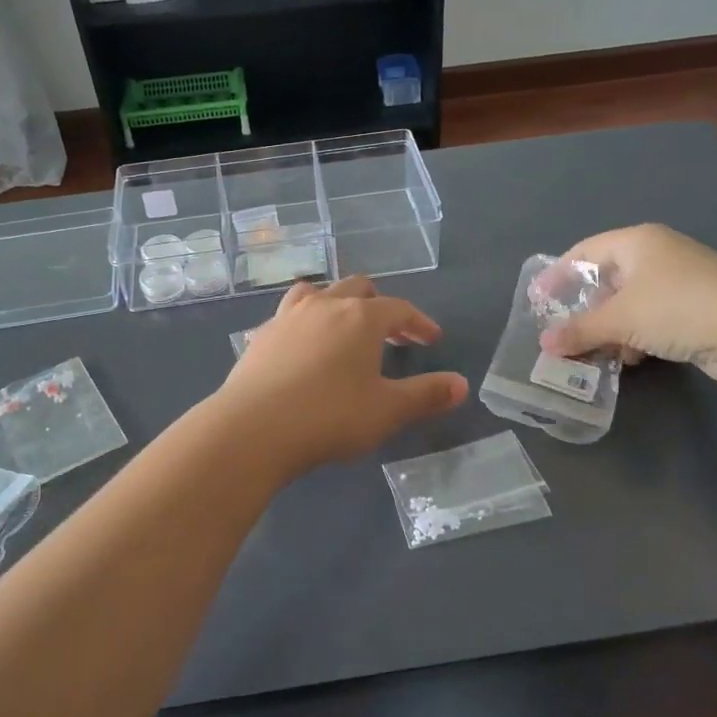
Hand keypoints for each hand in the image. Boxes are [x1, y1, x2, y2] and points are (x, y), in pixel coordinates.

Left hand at [214, 277, 467, 474]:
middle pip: (357, 288)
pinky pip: (290, 315)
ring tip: (344, 328)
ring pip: (318, 293)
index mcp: (360, 317)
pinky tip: (305, 348)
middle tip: (391, 333)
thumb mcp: (387, 410)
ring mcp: (287, 317)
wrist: (254, 428)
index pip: (399, 308)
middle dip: (379, 306)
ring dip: (337, 304)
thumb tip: (462, 385)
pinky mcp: (261, 335)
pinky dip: (306, 322)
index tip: (431, 338)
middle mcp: (324, 305)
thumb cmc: (330, 416)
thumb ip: (426, 395)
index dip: (419, 322)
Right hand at [536, 225, 716, 387]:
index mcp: (637, 242)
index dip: (558, 274)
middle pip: (607, 279)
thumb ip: (580, 330)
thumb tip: (544, 344)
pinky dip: (637, 336)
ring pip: (630, 303)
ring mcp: (681, 281)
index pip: (584, 251)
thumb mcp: (620, 319)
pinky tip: (634, 358)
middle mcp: (658, 255)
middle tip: (567, 333)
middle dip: (587, 310)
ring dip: (611, 329)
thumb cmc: (678, 307)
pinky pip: (653, 319)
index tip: (537, 300)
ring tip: (600, 353)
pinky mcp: (698, 308)